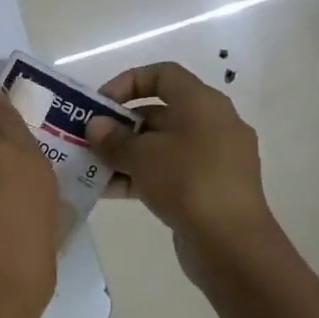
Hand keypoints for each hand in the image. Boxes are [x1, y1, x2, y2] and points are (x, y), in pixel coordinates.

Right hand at [87, 63, 276, 277]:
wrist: (230, 242)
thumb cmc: (187, 182)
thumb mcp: (141, 156)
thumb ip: (113, 139)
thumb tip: (96, 126)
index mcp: (202, 104)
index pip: (163, 74)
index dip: (127, 82)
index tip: (99, 104)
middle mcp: (212, 124)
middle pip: (159, 112)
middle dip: (119, 125)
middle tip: (88, 140)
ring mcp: (213, 158)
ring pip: (161, 146)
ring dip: (125, 154)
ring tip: (92, 168)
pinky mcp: (208, 188)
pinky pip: (168, 172)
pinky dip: (140, 176)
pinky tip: (109, 191)